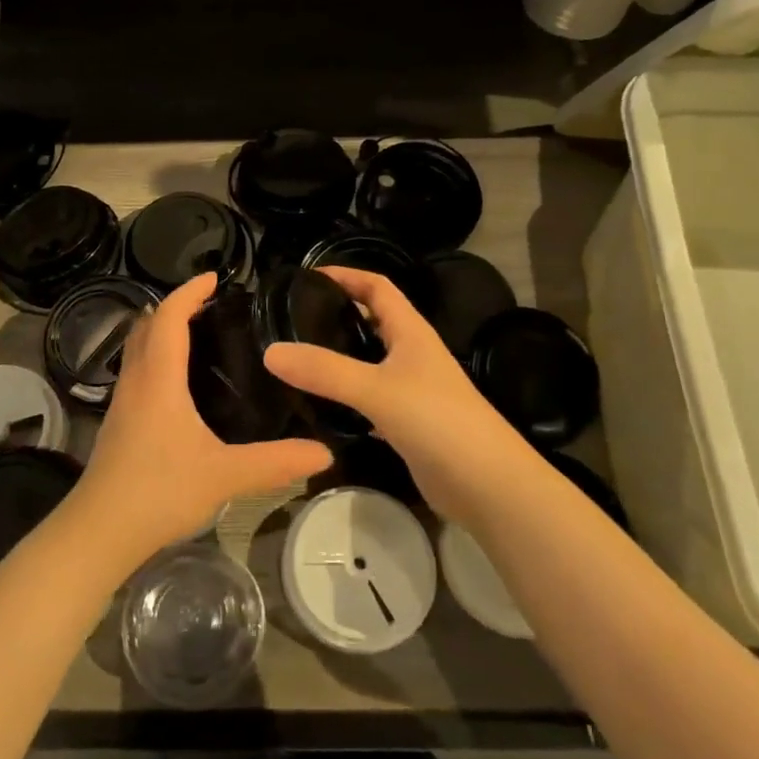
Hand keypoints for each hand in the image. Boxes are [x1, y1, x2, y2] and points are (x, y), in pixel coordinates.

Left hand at [69, 273, 332, 567]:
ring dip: (163, 330)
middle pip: (148, 324)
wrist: (99, 531)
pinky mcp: (119, 422)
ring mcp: (123, 401)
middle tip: (212, 305)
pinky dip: (157, 357)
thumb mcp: (224, 476)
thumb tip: (324, 453)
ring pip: (139, 347)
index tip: (216, 277)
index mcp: (159, 378)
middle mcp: (137, 380)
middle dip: (175, 306)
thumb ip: (275, 462)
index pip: (169, 316)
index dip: (189, 291)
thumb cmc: (158, 491)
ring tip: (201, 335)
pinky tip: (181, 383)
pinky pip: (138, 370)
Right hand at [263, 266, 538, 521]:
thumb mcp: (376, 389)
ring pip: (369, 362)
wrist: (488, 484)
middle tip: (291, 319)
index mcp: (411, 332)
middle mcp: (412, 354)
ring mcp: (411, 390)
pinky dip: (346, 396)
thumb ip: (325, 370)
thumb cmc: (438, 421)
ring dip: (339, 356)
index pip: (377, 287)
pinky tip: (319, 405)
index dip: (347, 274)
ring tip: (297, 358)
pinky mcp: (407, 423)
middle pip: (373, 321)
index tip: (308, 275)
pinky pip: (369, 399)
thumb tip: (270, 351)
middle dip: (337, 314)